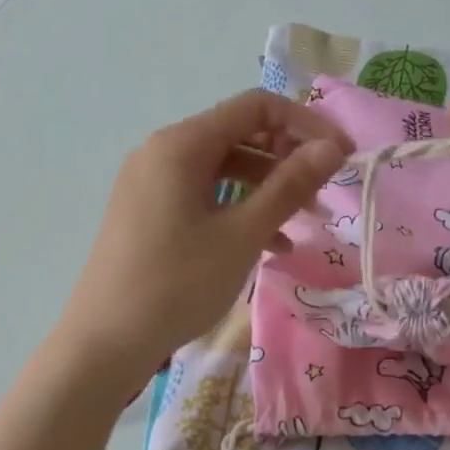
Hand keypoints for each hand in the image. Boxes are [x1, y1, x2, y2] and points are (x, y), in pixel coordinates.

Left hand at [57, 90, 351, 385]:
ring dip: (267, 189)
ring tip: (304, 222)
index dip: (306, 123)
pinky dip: (238, 210)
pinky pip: (203, 196)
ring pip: (223, 170)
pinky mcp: (148, 212)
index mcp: (182, 144)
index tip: (343, 155)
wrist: (106, 341)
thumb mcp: (242, 234)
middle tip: (324, 195)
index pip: (255, 107)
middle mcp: (163, 151)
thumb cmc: (178, 283)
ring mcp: (151, 183)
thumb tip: (331, 147)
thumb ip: (289, 186)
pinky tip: (269, 245)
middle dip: (287, 160)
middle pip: (239, 136)